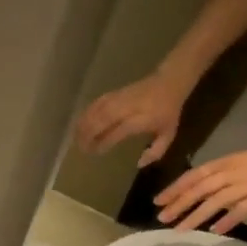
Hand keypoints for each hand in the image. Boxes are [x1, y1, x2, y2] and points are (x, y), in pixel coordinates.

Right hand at [73, 61, 197, 164]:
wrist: (170, 81)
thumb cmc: (168, 111)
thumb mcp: (169, 133)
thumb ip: (156, 151)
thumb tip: (139, 164)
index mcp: (142, 119)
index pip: (118, 131)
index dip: (104, 142)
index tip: (96, 152)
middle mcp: (128, 108)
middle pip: (102, 120)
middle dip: (89, 134)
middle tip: (81, 148)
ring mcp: (120, 98)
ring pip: (97, 110)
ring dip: (84, 124)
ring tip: (76, 138)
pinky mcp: (115, 93)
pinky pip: (96, 103)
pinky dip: (86, 112)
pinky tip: (80, 122)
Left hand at [153, 140, 246, 233]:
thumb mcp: (237, 162)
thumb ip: (218, 178)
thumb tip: (196, 194)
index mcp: (225, 163)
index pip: (194, 175)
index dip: (175, 188)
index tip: (158, 201)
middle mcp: (232, 173)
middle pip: (200, 189)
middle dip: (180, 204)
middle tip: (162, 218)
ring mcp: (246, 185)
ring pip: (215, 201)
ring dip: (196, 215)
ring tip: (181, 229)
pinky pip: (241, 211)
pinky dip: (227, 221)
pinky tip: (214, 231)